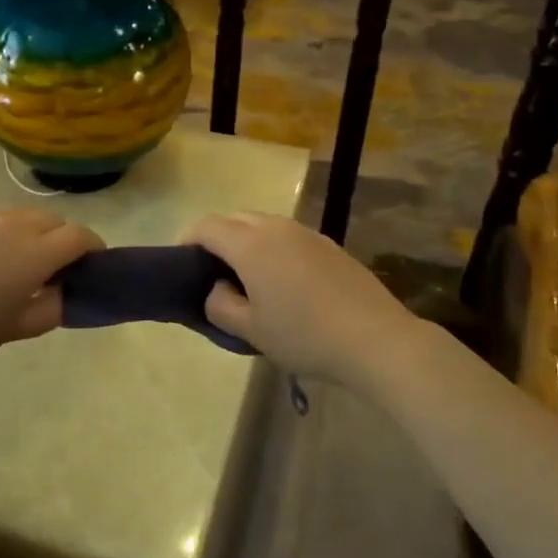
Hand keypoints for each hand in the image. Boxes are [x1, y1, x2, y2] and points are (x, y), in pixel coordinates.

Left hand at [0, 209, 103, 374]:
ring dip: (35, 234)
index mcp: (35, 253)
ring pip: (25, 217)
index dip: (94, 249)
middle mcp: (15, 225)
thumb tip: (62, 293)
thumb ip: (49, 309)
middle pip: (54, 221)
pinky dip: (7, 234)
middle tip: (55, 271)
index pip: (80, 236)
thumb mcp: (12, 329)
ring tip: (18, 267)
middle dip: (64, 240)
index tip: (93, 267)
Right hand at [182, 213, 415, 389]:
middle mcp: (276, 228)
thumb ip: (220, 305)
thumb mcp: (251, 330)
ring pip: (263, 224)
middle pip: (235, 218)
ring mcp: (306, 233)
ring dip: (246, 241)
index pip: (207, 227)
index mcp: (250, 244)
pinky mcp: (329, 245)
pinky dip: (273, 248)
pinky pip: (288, 236)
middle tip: (212, 272)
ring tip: (247, 277)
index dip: (188, 240)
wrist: (375, 339)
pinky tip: (284, 282)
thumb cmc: (304, 336)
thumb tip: (216, 288)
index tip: (181, 263)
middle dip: (217, 237)